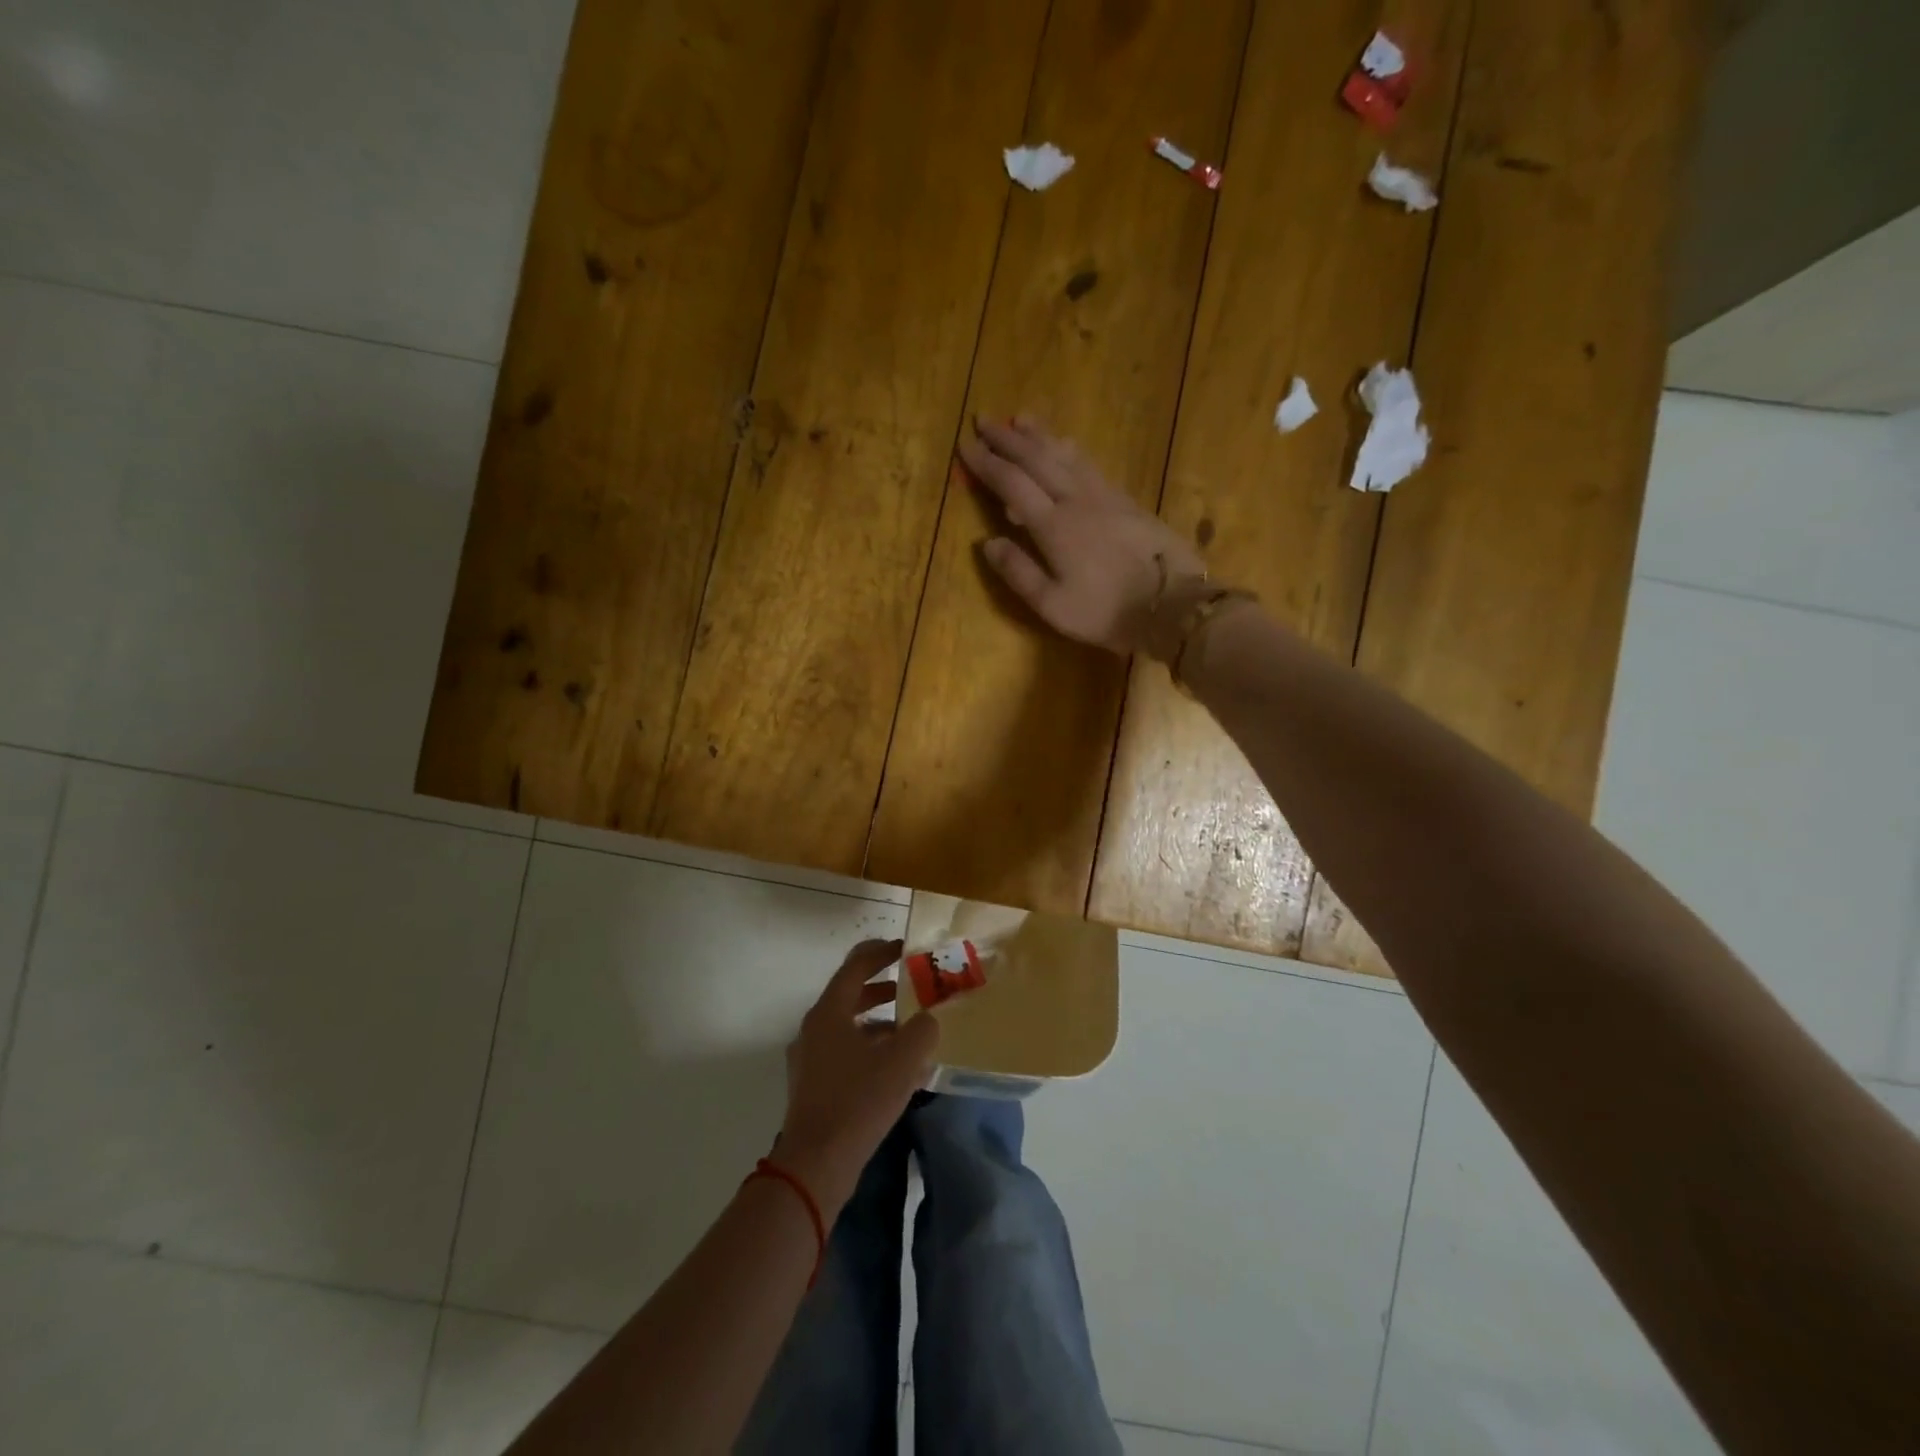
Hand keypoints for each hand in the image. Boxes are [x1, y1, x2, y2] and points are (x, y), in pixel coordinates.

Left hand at [775, 940, 938, 1211]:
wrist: (816, 1165)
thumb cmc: (858, 1101)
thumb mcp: (901, 1061)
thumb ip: (921, 1030)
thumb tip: (927, 1020)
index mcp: (829, 1013)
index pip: (856, 966)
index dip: (882, 952)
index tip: (907, 948)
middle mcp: (814, 1029)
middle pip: (851, 995)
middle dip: (884, 988)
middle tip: (913, 986)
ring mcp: (810, 1059)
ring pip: (850, 1027)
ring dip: (880, 1022)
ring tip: (913, 1030)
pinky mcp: (814, 1086)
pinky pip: (846, 1054)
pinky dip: (871, 1050)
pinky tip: (899, 1070)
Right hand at [958, 415, 1207, 657]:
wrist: (1172, 605)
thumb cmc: (1106, 612)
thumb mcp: (1053, 605)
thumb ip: (1018, 572)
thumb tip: (987, 542)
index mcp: (1053, 526)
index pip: (1011, 484)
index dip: (986, 464)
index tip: (965, 446)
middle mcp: (1076, 500)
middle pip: (1036, 459)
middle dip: (1007, 438)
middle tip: (984, 419)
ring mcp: (1105, 496)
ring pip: (1065, 454)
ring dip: (1039, 435)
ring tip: (1020, 418)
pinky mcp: (1126, 500)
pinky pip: (1089, 463)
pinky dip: (1069, 449)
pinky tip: (1065, 445)